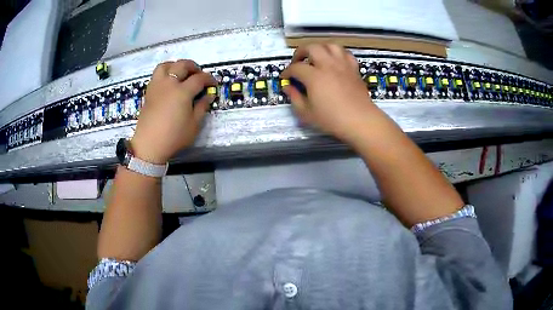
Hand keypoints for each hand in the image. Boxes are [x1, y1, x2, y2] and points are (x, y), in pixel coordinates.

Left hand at [131, 60, 215, 163]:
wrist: (149, 145)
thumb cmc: (174, 137)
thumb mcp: (194, 125)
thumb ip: (202, 107)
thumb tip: (209, 95)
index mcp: (182, 92)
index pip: (199, 78)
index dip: (208, 79)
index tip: (213, 83)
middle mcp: (169, 84)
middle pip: (182, 65)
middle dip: (193, 66)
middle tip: (198, 74)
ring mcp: (157, 86)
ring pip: (165, 65)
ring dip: (175, 65)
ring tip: (180, 72)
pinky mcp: (149, 92)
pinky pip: (156, 75)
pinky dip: (164, 73)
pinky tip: (168, 82)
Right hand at [281, 44, 379, 144]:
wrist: (360, 121)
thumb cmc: (332, 119)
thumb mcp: (307, 113)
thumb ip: (295, 98)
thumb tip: (288, 87)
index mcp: (314, 76)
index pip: (296, 67)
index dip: (287, 72)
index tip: (285, 77)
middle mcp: (328, 65)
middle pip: (312, 47)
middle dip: (301, 52)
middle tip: (298, 61)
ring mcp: (343, 65)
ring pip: (330, 45)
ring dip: (320, 48)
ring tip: (317, 57)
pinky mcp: (354, 69)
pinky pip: (346, 54)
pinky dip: (338, 54)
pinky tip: (335, 61)